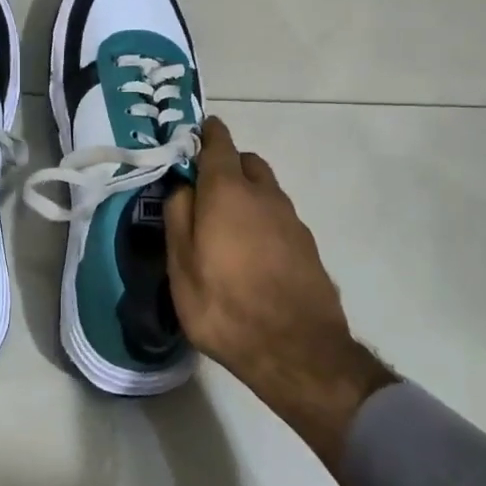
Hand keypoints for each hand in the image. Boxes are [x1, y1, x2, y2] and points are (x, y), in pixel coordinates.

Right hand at [165, 117, 396, 469]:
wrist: (297, 351)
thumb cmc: (225, 305)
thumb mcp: (181, 265)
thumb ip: (177, 216)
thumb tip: (182, 187)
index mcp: (228, 192)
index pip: (219, 144)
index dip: (206, 134)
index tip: (194, 134)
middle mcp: (264, 195)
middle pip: (246, 162)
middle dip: (226, 165)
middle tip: (203, 190)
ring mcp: (291, 220)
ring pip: (265, 190)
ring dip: (246, 194)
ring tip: (225, 226)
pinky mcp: (307, 246)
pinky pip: (278, 217)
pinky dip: (262, 220)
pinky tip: (250, 252)